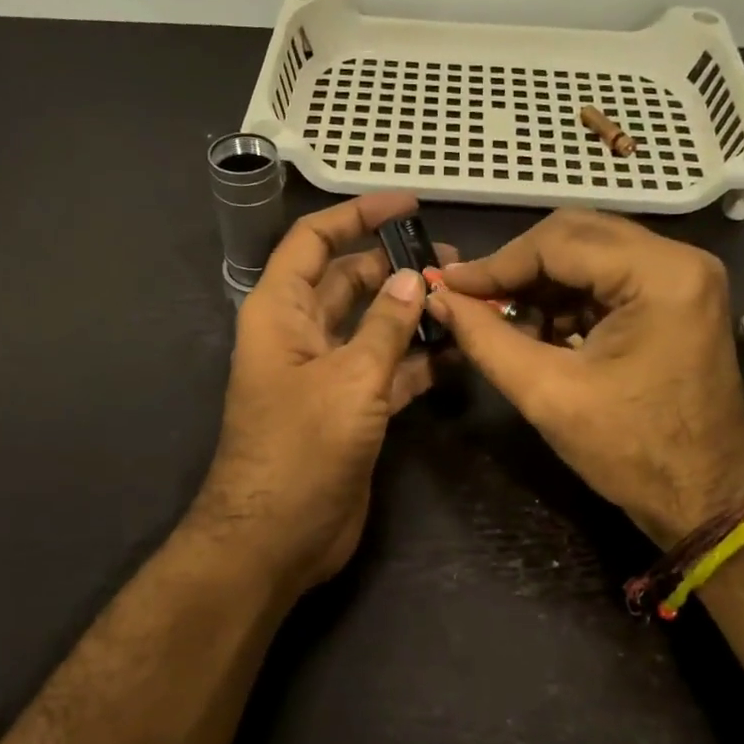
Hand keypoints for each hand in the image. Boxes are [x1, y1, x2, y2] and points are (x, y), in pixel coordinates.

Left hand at [190, 193, 452, 599]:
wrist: (277, 537)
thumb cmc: (301, 449)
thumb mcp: (349, 379)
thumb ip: (386, 326)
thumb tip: (414, 279)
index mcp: (281, 311)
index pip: (314, 241)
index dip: (357, 216)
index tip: (409, 206)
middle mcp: (302, 333)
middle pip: (350, 280)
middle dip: (396, 266)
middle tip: (455, 262)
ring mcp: (327, 372)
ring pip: (374, 325)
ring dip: (413, 313)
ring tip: (466, 301)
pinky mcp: (350, 408)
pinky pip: (388, 369)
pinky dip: (418, 359)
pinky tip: (458, 351)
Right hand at [427, 208, 743, 546]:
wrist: (706, 499)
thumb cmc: (631, 452)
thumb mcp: (547, 394)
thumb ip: (486, 339)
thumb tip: (438, 299)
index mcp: (659, 275)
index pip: (559, 241)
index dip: (496, 264)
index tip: (449, 287)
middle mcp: (680, 259)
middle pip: (576, 235)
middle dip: (518, 268)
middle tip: (471, 297)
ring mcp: (683, 277)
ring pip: (590, 253)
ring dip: (541, 283)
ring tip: (500, 319)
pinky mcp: (677, 298)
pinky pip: (608, 277)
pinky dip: (567, 298)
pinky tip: (538, 329)